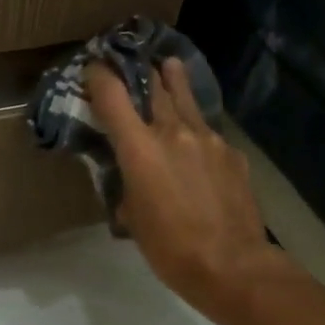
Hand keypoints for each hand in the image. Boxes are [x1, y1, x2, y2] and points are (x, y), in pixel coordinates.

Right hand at [84, 58, 288, 324]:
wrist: (231, 265)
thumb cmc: (168, 247)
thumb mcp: (131, 216)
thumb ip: (127, 184)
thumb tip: (132, 177)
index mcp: (140, 148)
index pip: (112, 95)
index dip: (99, 75)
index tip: (92, 67)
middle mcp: (173, 132)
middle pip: (155, 86)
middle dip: (140, 71)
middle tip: (132, 59)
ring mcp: (208, 139)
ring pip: (186, 100)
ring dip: (174, 82)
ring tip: (170, 65)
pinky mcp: (231, 153)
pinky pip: (208, 132)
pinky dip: (196, 128)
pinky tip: (196, 139)